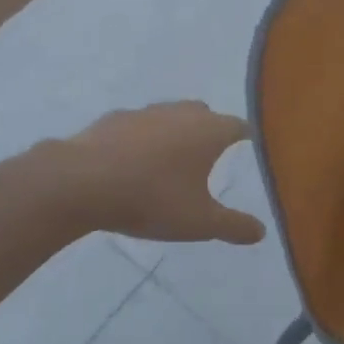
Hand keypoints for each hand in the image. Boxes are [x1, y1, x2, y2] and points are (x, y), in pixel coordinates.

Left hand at [58, 102, 265, 244]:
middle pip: (203, 114)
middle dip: (210, 129)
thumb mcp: (199, 223)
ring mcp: (143, 113)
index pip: (238, 126)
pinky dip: (141, 139)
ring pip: (168, 116)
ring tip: (170, 159)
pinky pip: (136, 126)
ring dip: (174, 132)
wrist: (82, 182)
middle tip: (211, 152)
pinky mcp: (111, 120)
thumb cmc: (152, 199)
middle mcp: (179, 112)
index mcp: (208, 131)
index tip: (249, 144)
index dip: (246, 136)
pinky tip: (132, 161)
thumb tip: (261, 231)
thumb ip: (233, 226)